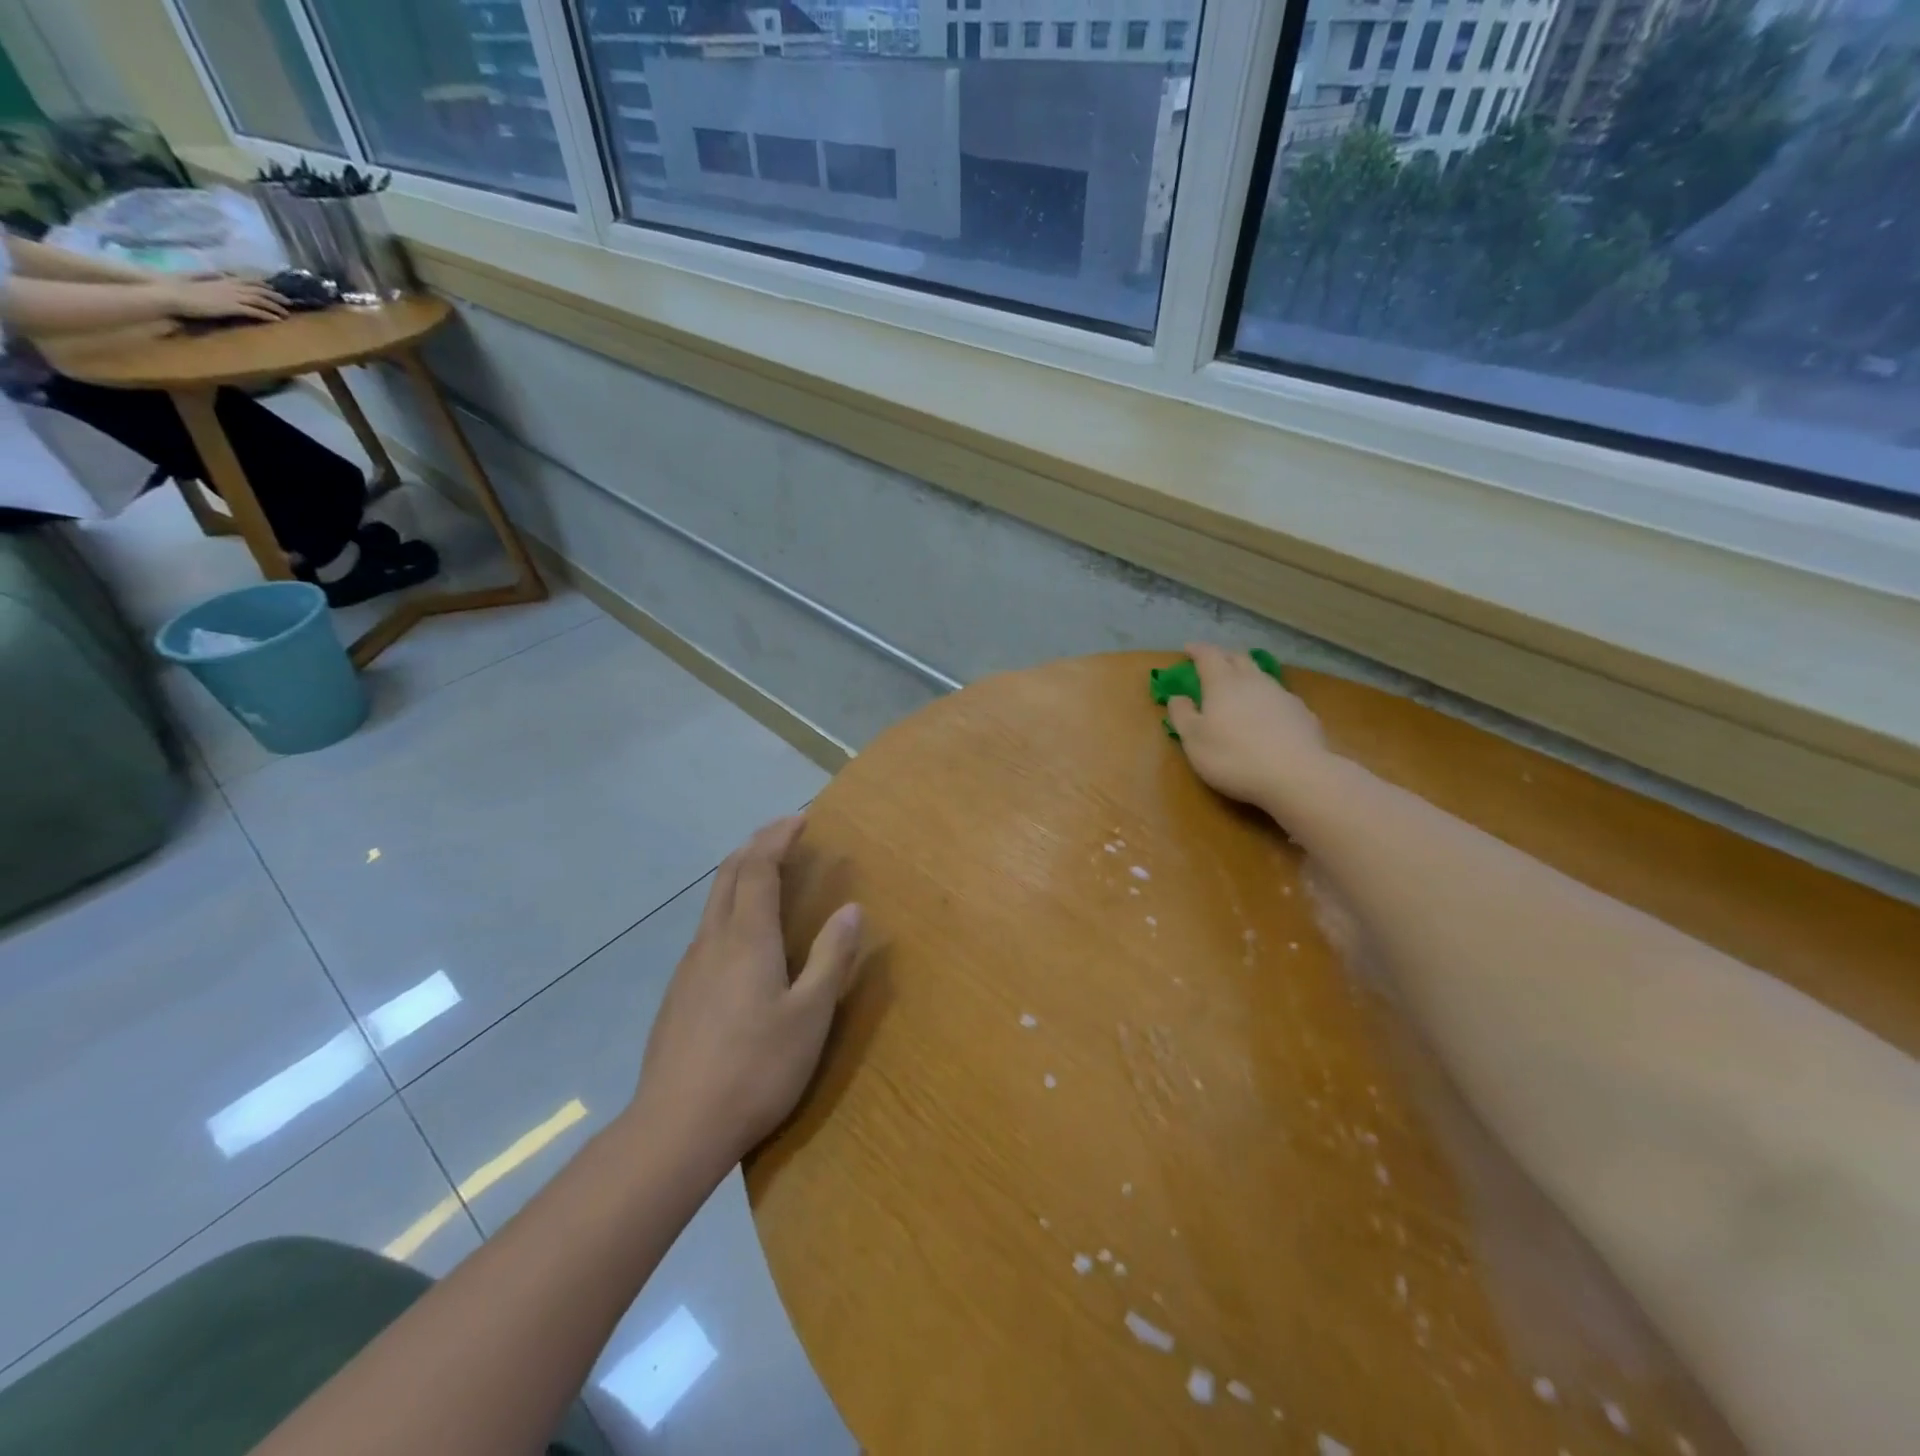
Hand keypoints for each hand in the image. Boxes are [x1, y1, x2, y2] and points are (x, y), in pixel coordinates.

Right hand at [162, 276, 289, 321]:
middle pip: (258, 289)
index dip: (262, 284)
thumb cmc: (179, 288)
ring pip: (260, 300)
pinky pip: (255, 311)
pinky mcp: (231, 307)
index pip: (247, 280)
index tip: (273, 288)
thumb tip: (218, 273)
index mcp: (221, 279)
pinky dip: (268, 315)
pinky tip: (278, 320)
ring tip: (287, 313)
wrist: (171, 295)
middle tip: (288, 301)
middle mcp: (229, 286)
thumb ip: (208, 276)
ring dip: (276, 306)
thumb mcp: (195, 277)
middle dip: (275, 295)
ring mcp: (231, 296)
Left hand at [633, 816, 862, 1172]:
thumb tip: (851, 908)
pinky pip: (707, 931)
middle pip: (728, 875)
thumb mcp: (810, 1014)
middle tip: (784, 834)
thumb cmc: (756, 1068)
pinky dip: (730, 908)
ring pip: (713, 902)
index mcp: (746, 937)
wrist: (677, 1128)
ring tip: (768, 875)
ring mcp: (689, 968)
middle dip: (756, 845)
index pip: (758, 867)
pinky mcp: (678, 994)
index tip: (800, 820)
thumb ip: (832, 957)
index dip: (777, 837)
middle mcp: (712, 941)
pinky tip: (743, 937)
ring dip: (740, 875)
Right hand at [1167, 642, 1329, 809]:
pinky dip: (1267, 700)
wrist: (1297, 775)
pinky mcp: (1303, 714)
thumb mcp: (1194, 740)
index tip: (1188, 649)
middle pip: (1239, 658)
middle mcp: (1254, 681)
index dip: (1197, 650)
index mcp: (1223, 683)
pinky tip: (1268, 715)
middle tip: (1213, 663)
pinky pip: (1280, 698)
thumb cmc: (1234, 757)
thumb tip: (1177, 697)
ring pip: (1262, 676)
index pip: (1209, 655)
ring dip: (1248, 676)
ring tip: (1240, 687)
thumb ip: (1182, 715)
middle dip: (1224, 657)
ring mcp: (1282, 696)